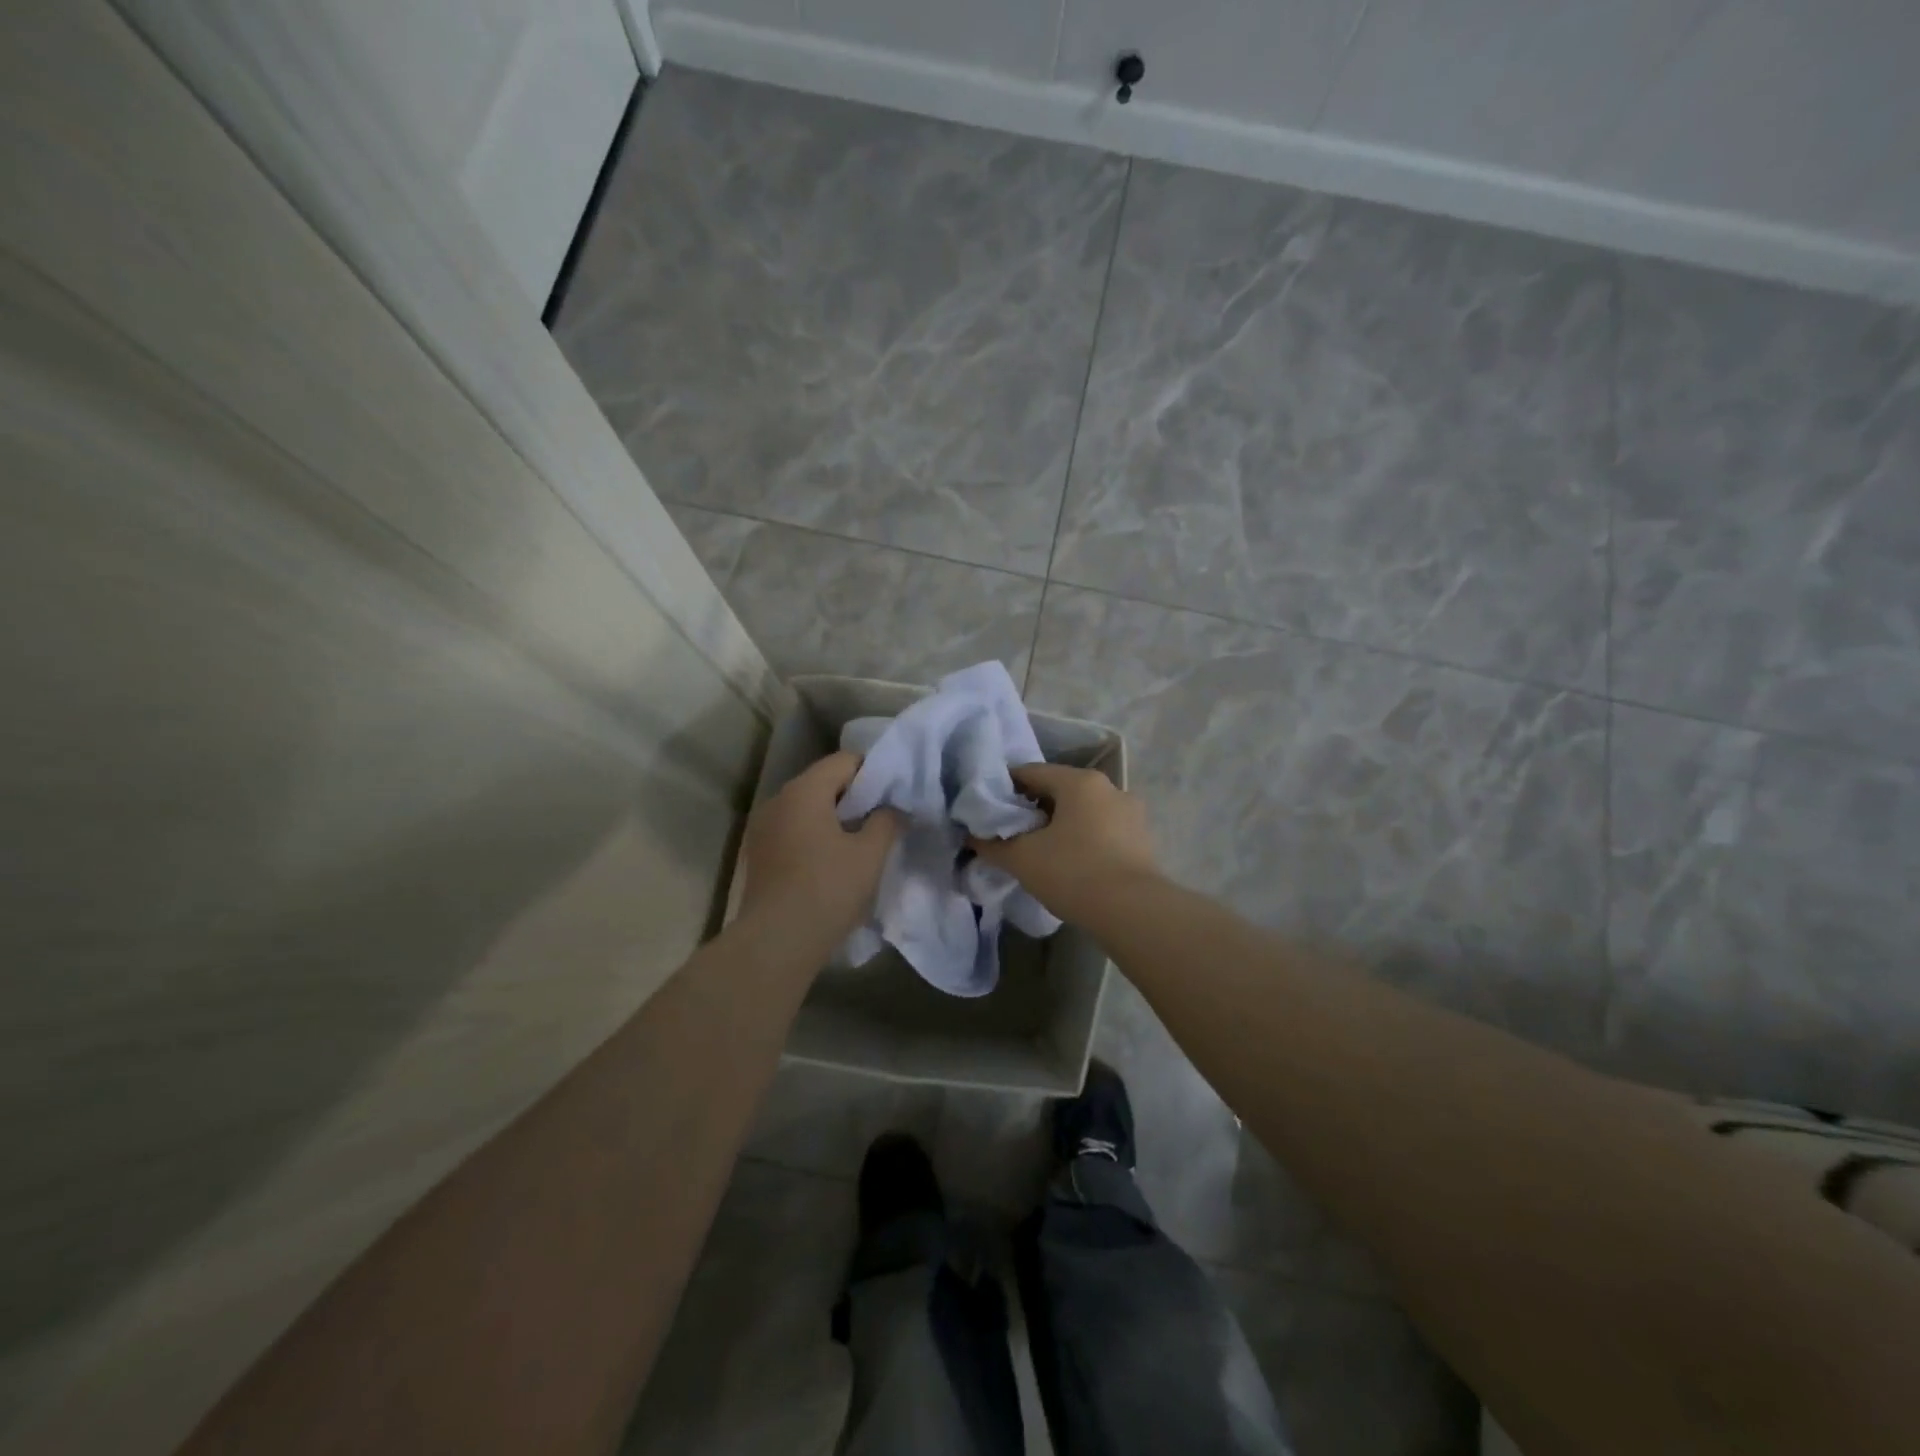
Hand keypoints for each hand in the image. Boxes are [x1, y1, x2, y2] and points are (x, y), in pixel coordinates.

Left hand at [738, 751, 897, 944]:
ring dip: (834, 818)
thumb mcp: (870, 854)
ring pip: (807, 808)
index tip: (894, 795)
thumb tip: (892, 808)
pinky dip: (815, 836)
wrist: (776, 942)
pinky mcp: (758, 854)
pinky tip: (832, 861)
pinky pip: (794, 830)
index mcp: (804, 791)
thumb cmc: (828, 889)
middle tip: (882, 818)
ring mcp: (763, 827)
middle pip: (823, 782)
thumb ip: (886, 822)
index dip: (874, 772)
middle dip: (855, 796)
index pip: (845, 761)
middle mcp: (778, 800)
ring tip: (860, 842)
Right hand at [971, 762, 1161, 922]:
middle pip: (1060, 790)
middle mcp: (1110, 788)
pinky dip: (1083, 839)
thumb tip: (973, 837)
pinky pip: (1102, 830)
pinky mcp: (1142, 840)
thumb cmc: (1073, 872)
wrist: (1133, 912)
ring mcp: (1131, 813)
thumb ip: (992, 844)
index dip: (1004, 788)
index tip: (988, 810)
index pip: (1031, 772)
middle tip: (1011, 833)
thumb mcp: (1022, 858)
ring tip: (1040, 851)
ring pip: (1083, 811)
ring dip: (1060, 824)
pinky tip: (1071, 864)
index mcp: (1080, 782)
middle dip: (1033, 808)